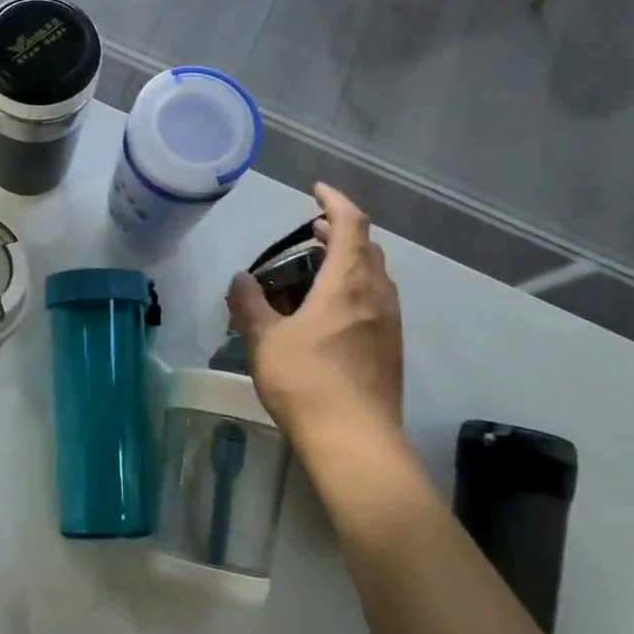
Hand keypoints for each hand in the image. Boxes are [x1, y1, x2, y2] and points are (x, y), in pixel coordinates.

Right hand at [227, 183, 407, 468]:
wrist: (356, 442)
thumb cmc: (306, 381)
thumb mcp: (265, 340)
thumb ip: (249, 304)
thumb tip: (240, 279)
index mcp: (347, 282)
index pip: (351, 223)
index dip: (334, 200)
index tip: (315, 191)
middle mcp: (376, 294)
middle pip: (367, 247)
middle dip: (340, 232)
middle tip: (311, 234)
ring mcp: (390, 322)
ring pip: (375, 275)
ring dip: (351, 262)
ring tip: (319, 270)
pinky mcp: (392, 348)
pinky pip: (378, 301)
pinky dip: (357, 289)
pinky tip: (332, 313)